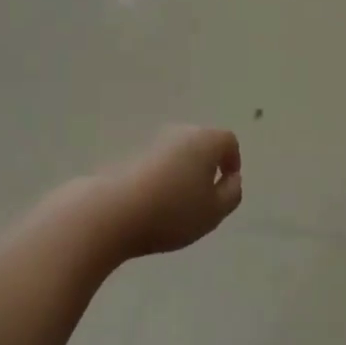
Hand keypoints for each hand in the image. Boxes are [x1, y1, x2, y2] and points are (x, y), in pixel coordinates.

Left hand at [96, 126, 243, 259]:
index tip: (226, 187)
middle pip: (203, 143)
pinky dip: (163, 177)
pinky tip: (155, 203)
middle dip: (208, 166)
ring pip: (179, 153)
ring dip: (184, 172)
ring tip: (178, 205)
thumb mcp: (214, 212)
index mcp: (205, 140)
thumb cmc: (172, 211)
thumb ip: (231, 194)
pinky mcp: (132, 155)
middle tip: (204, 198)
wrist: (113, 211)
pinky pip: (158, 162)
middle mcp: (180, 132)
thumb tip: (232, 179)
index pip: (228, 141)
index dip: (232, 162)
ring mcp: (153, 141)